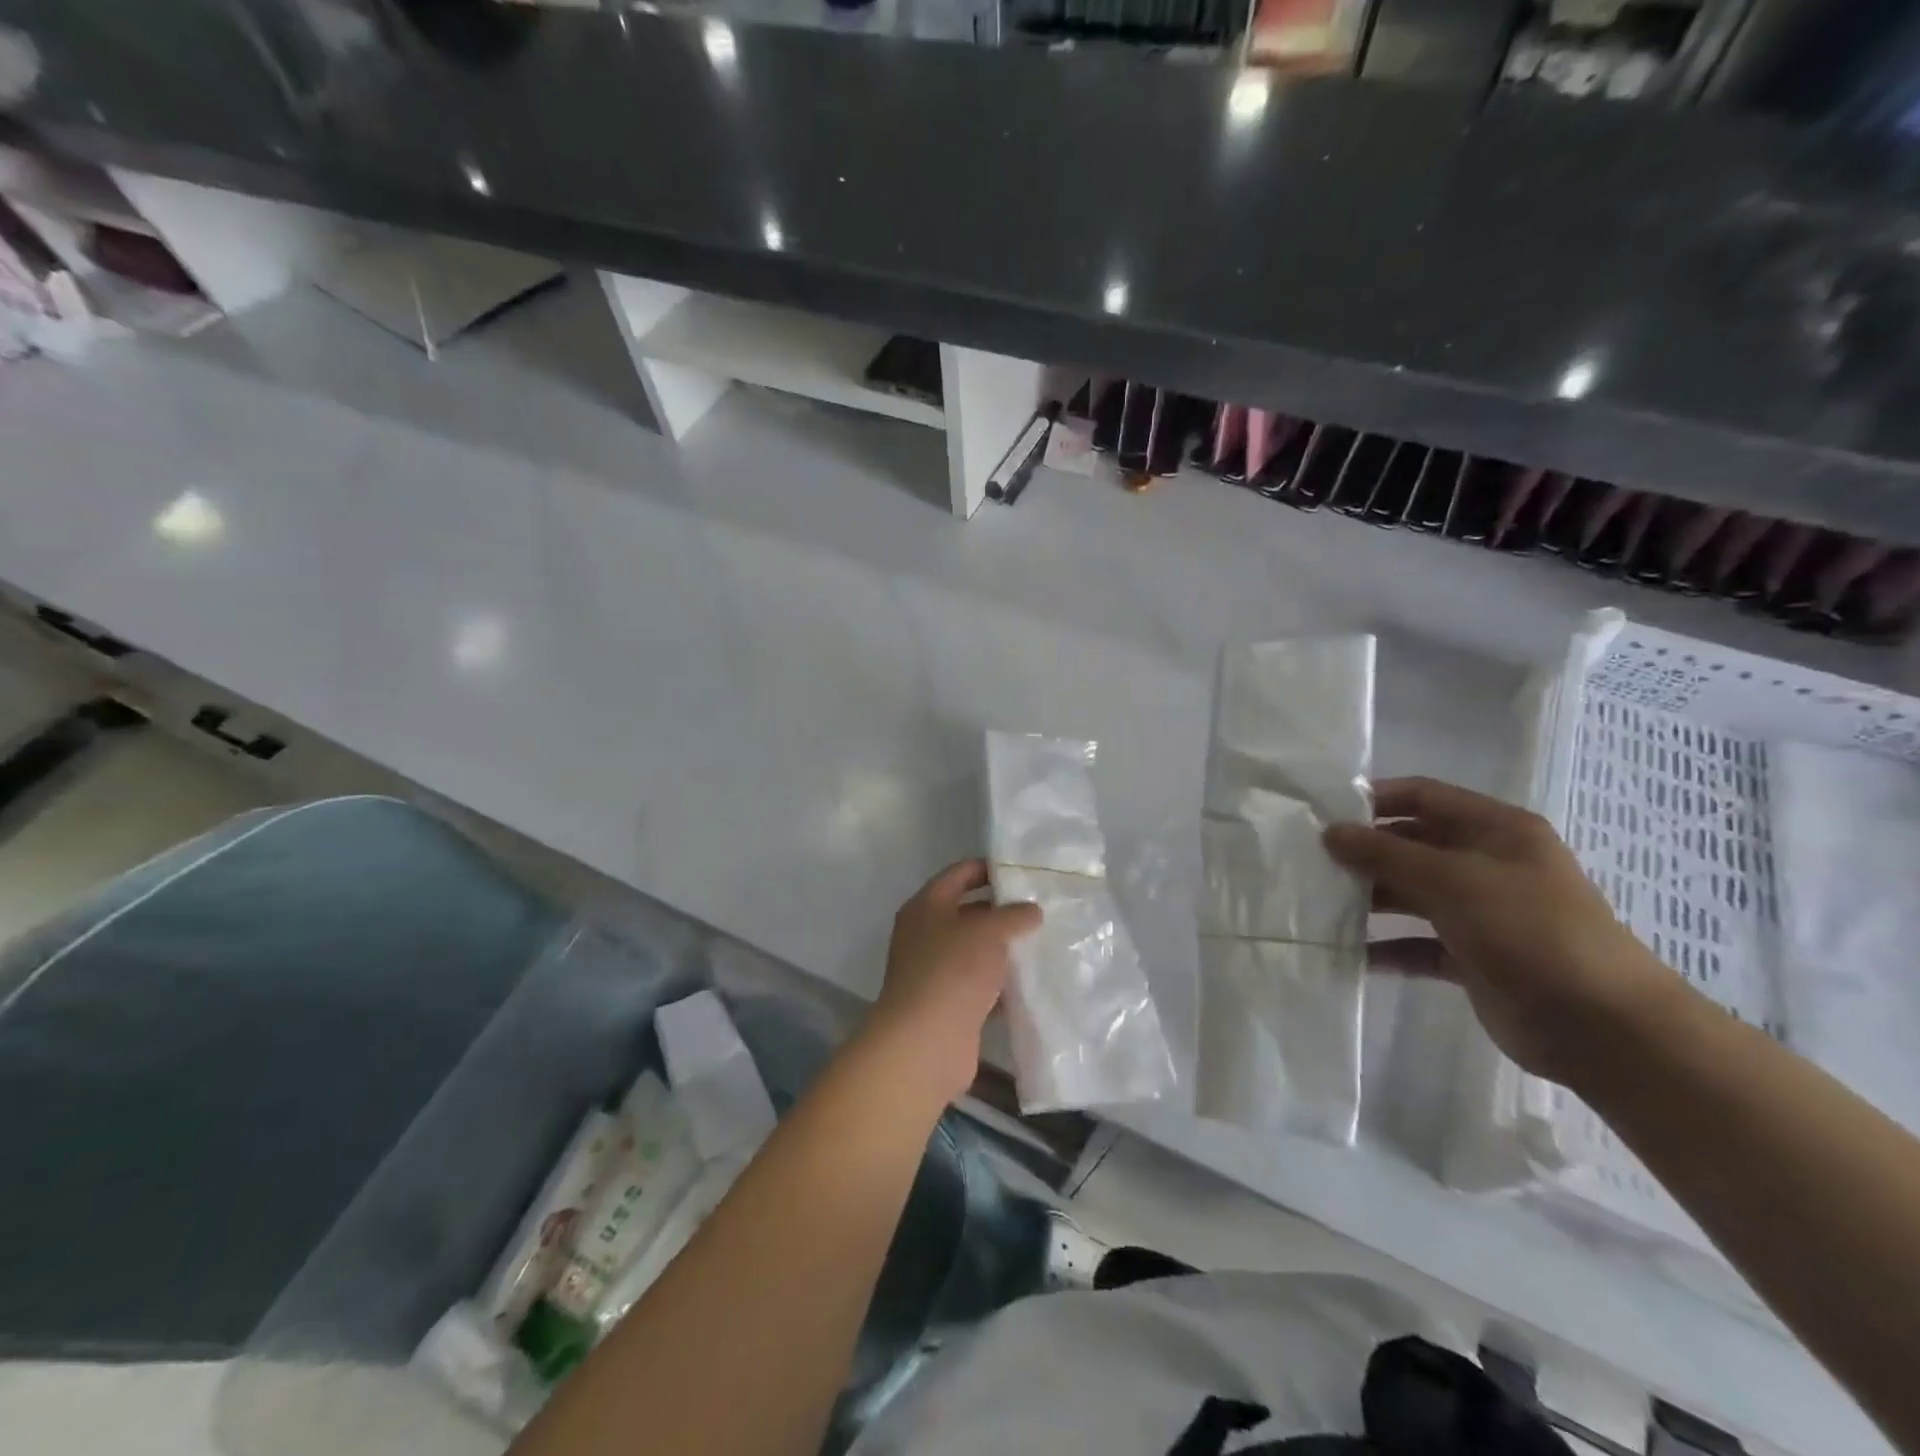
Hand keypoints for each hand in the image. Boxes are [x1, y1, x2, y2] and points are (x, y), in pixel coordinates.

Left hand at [863, 860, 1041, 1103]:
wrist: (926, 1041)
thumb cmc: (953, 970)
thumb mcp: (988, 931)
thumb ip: (1012, 915)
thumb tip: (1031, 911)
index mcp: (926, 906)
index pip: (959, 874)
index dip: (988, 868)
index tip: (1023, 871)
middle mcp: (925, 934)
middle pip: (967, 912)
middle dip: (1002, 911)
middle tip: (1041, 909)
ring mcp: (935, 971)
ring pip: (975, 950)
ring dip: (1003, 949)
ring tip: (1043, 943)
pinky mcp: (948, 1004)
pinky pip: (979, 985)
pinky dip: (1001, 984)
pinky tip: (1031, 984)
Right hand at [1324, 777, 1684, 1082]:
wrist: (1602, 1027)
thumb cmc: (1530, 931)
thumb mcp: (1452, 881)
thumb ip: (1385, 854)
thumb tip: (1330, 832)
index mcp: (1496, 830)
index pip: (1424, 796)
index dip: (1375, 799)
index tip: (1324, 812)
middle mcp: (1487, 864)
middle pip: (1412, 845)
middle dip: (1364, 852)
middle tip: (1311, 861)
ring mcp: (1480, 912)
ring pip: (1411, 894)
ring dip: (1370, 899)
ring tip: (1319, 903)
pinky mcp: (1472, 956)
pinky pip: (1417, 943)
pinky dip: (1387, 947)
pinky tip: (1349, 952)